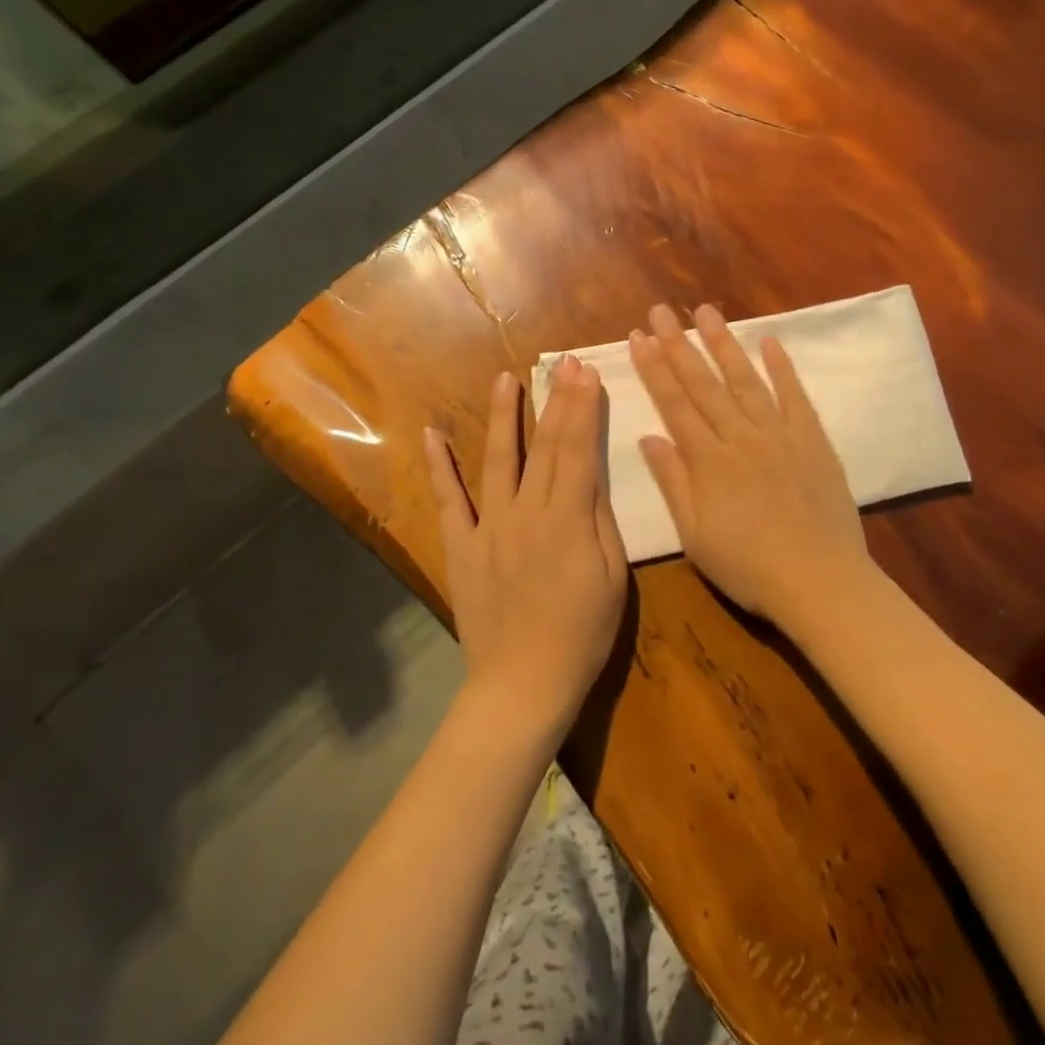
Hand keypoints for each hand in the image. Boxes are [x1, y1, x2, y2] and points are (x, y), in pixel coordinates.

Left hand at [424, 360, 628, 737]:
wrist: (524, 682)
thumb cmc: (583, 632)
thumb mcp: (612, 576)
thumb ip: (599, 519)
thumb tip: (591, 472)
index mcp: (567, 519)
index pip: (577, 450)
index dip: (581, 408)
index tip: (585, 372)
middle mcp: (525, 512)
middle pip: (543, 447)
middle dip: (554, 400)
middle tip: (560, 363)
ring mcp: (488, 528)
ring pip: (497, 461)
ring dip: (503, 417)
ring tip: (504, 378)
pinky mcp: (462, 547)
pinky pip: (448, 501)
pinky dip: (439, 467)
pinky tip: (432, 435)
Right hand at [629, 302, 876, 636]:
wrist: (819, 580)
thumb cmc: (749, 567)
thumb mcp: (695, 535)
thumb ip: (673, 483)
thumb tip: (648, 437)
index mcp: (708, 461)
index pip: (674, 404)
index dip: (654, 369)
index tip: (638, 337)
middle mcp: (741, 437)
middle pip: (704, 384)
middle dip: (679, 344)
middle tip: (661, 310)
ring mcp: (780, 434)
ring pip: (746, 380)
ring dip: (724, 344)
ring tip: (706, 312)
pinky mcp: (813, 440)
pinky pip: (795, 396)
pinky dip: (782, 368)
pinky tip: (770, 342)